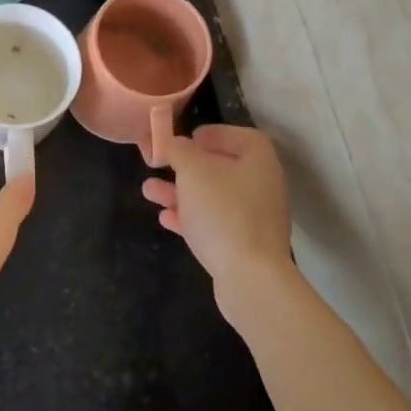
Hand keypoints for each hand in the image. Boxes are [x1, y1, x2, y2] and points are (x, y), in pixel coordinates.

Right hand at [142, 125, 296, 331]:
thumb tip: (173, 143)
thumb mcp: (193, 171)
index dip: (215, 133)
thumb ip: (178, 150)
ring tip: (148, 190)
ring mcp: (254, 218)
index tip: (189, 137)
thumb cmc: (222, 212)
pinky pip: (213, 223)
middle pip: (223, 167)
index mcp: (258, 161)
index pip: (241, 136)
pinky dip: (189, 218)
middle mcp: (261, 186)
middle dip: (187, 166)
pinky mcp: (243, 245)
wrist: (250, 277)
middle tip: (162, 164)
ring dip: (180, 192)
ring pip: (212, 197)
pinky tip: (165, 218)